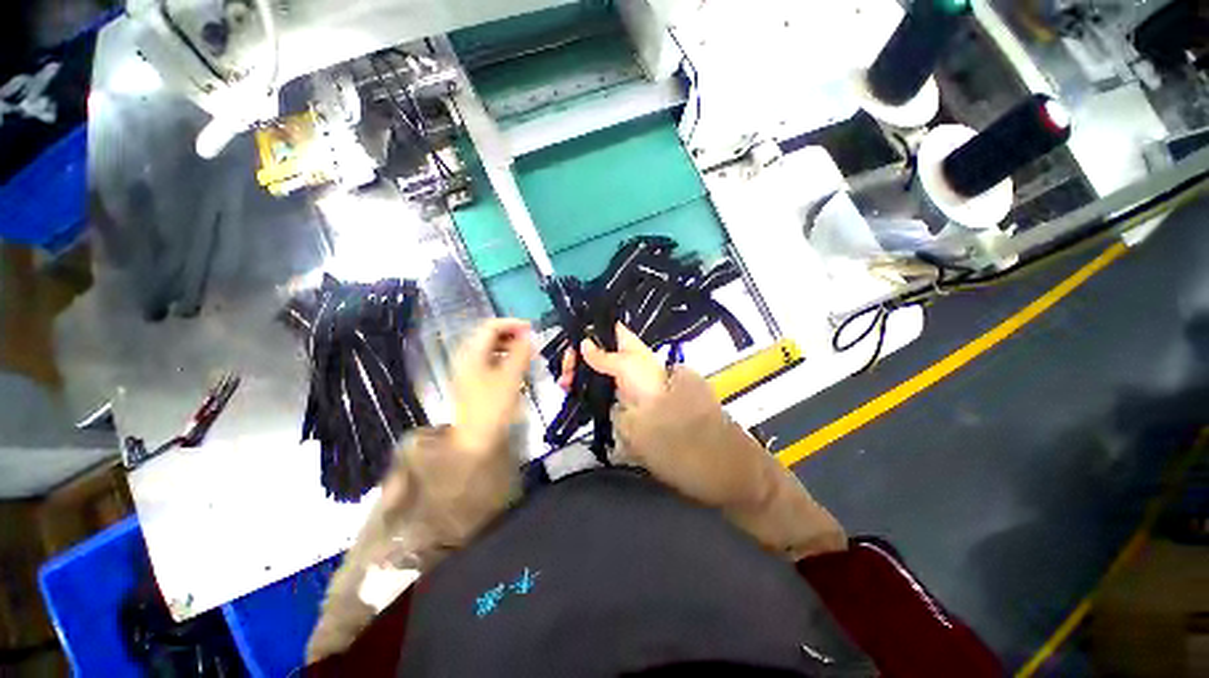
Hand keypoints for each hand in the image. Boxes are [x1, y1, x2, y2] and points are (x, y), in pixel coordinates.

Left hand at [451, 319, 533, 455]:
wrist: (476, 440)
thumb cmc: (494, 407)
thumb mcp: (511, 377)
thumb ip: (520, 352)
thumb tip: (528, 335)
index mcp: (471, 354)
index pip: (490, 327)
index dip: (512, 324)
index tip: (531, 329)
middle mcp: (466, 357)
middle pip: (488, 336)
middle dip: (511, 335)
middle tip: (531, 342)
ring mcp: (468, 370)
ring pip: (490, 349)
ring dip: (509, 347)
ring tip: (527, 353)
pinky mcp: (473, 381)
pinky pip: (489, 361)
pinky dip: (504, 358)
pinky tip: (516, 366)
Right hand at [558, 322, 666, 407]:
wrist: (656, 413)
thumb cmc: (645, 381)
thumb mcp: (624, 363)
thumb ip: (601, 355)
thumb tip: (583, 344)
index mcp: (625, 343)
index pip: (604, 329)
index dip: (588, 331)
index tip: (574, 341)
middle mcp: (617, 355)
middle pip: (590, 349)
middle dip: (576, 356)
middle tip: (567, 367)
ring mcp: (610, 373)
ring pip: (586, 367)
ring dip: (573, 371)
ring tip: (564, 382)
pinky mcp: (606, 390)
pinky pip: (587, 383)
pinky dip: (576, 384)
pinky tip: (567, 388)